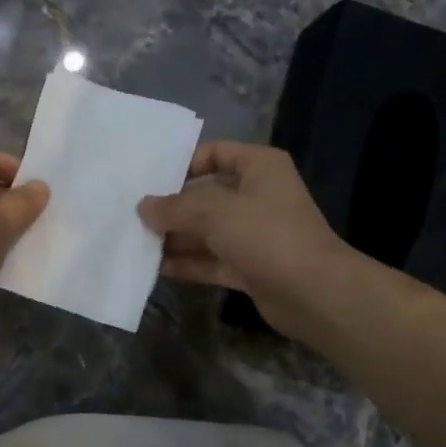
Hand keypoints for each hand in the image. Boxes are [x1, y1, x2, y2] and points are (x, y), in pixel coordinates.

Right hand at [138, 141, 359, 342]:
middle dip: (172, 206)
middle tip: (131, 213)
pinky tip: (155, 267)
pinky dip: (187, 263)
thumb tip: (143, 207)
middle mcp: (257, 195)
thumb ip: (175, 208)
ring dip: (175, 237)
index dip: (183, 163)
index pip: (215, 153)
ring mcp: (253, 233)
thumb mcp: (215, 212)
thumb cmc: (267, 235)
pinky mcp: (249, 266)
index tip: (149, 178)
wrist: (314, 293)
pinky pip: (211, 259)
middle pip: (206, 194)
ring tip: (134, 240)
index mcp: (259, 167)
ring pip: (206, 230)